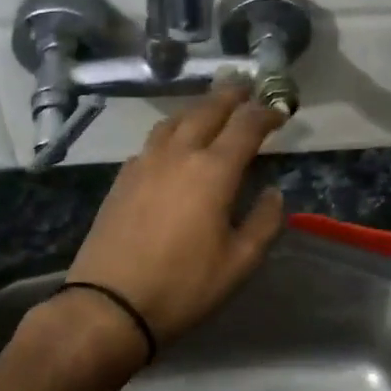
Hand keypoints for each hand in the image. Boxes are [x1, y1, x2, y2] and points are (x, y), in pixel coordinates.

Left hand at [66, 86, 286, 349]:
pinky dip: (172, 132)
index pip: (245, 125)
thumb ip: (263, 222)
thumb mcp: (239, 263)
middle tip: (246, 85)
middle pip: (206, 110)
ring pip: (174, 120)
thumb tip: (272, 193)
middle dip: (230, 95)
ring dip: (197, 108)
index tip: (280, 110)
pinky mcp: (122, 178)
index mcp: (213, 171)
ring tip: (211, 107)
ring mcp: (144, 163)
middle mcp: (178, 155)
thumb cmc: (183, 286)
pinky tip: (173, 145)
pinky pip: (152, 142)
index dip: (266, 112)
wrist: (109, 305)